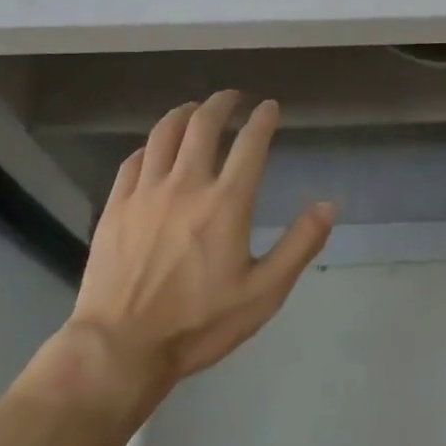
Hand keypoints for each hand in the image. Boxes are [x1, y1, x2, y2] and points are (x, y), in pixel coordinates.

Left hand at [61, 91, 334, 396]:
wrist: (120, 348)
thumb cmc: (199, 323)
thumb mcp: (263, 293)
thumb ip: (299, 245)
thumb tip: (328, 205)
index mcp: (226, 202)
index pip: (250, 143)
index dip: (263, 119)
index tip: (270, 107)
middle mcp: (186, 184)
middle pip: (203, 123)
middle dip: (223, 102)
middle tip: (234, 97)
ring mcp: (146, 192)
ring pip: (165, 132)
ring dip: (185, 113)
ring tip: (196, 109)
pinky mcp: (116, 205)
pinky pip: (134, 159)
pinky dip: (152, 145)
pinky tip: (156, 148)